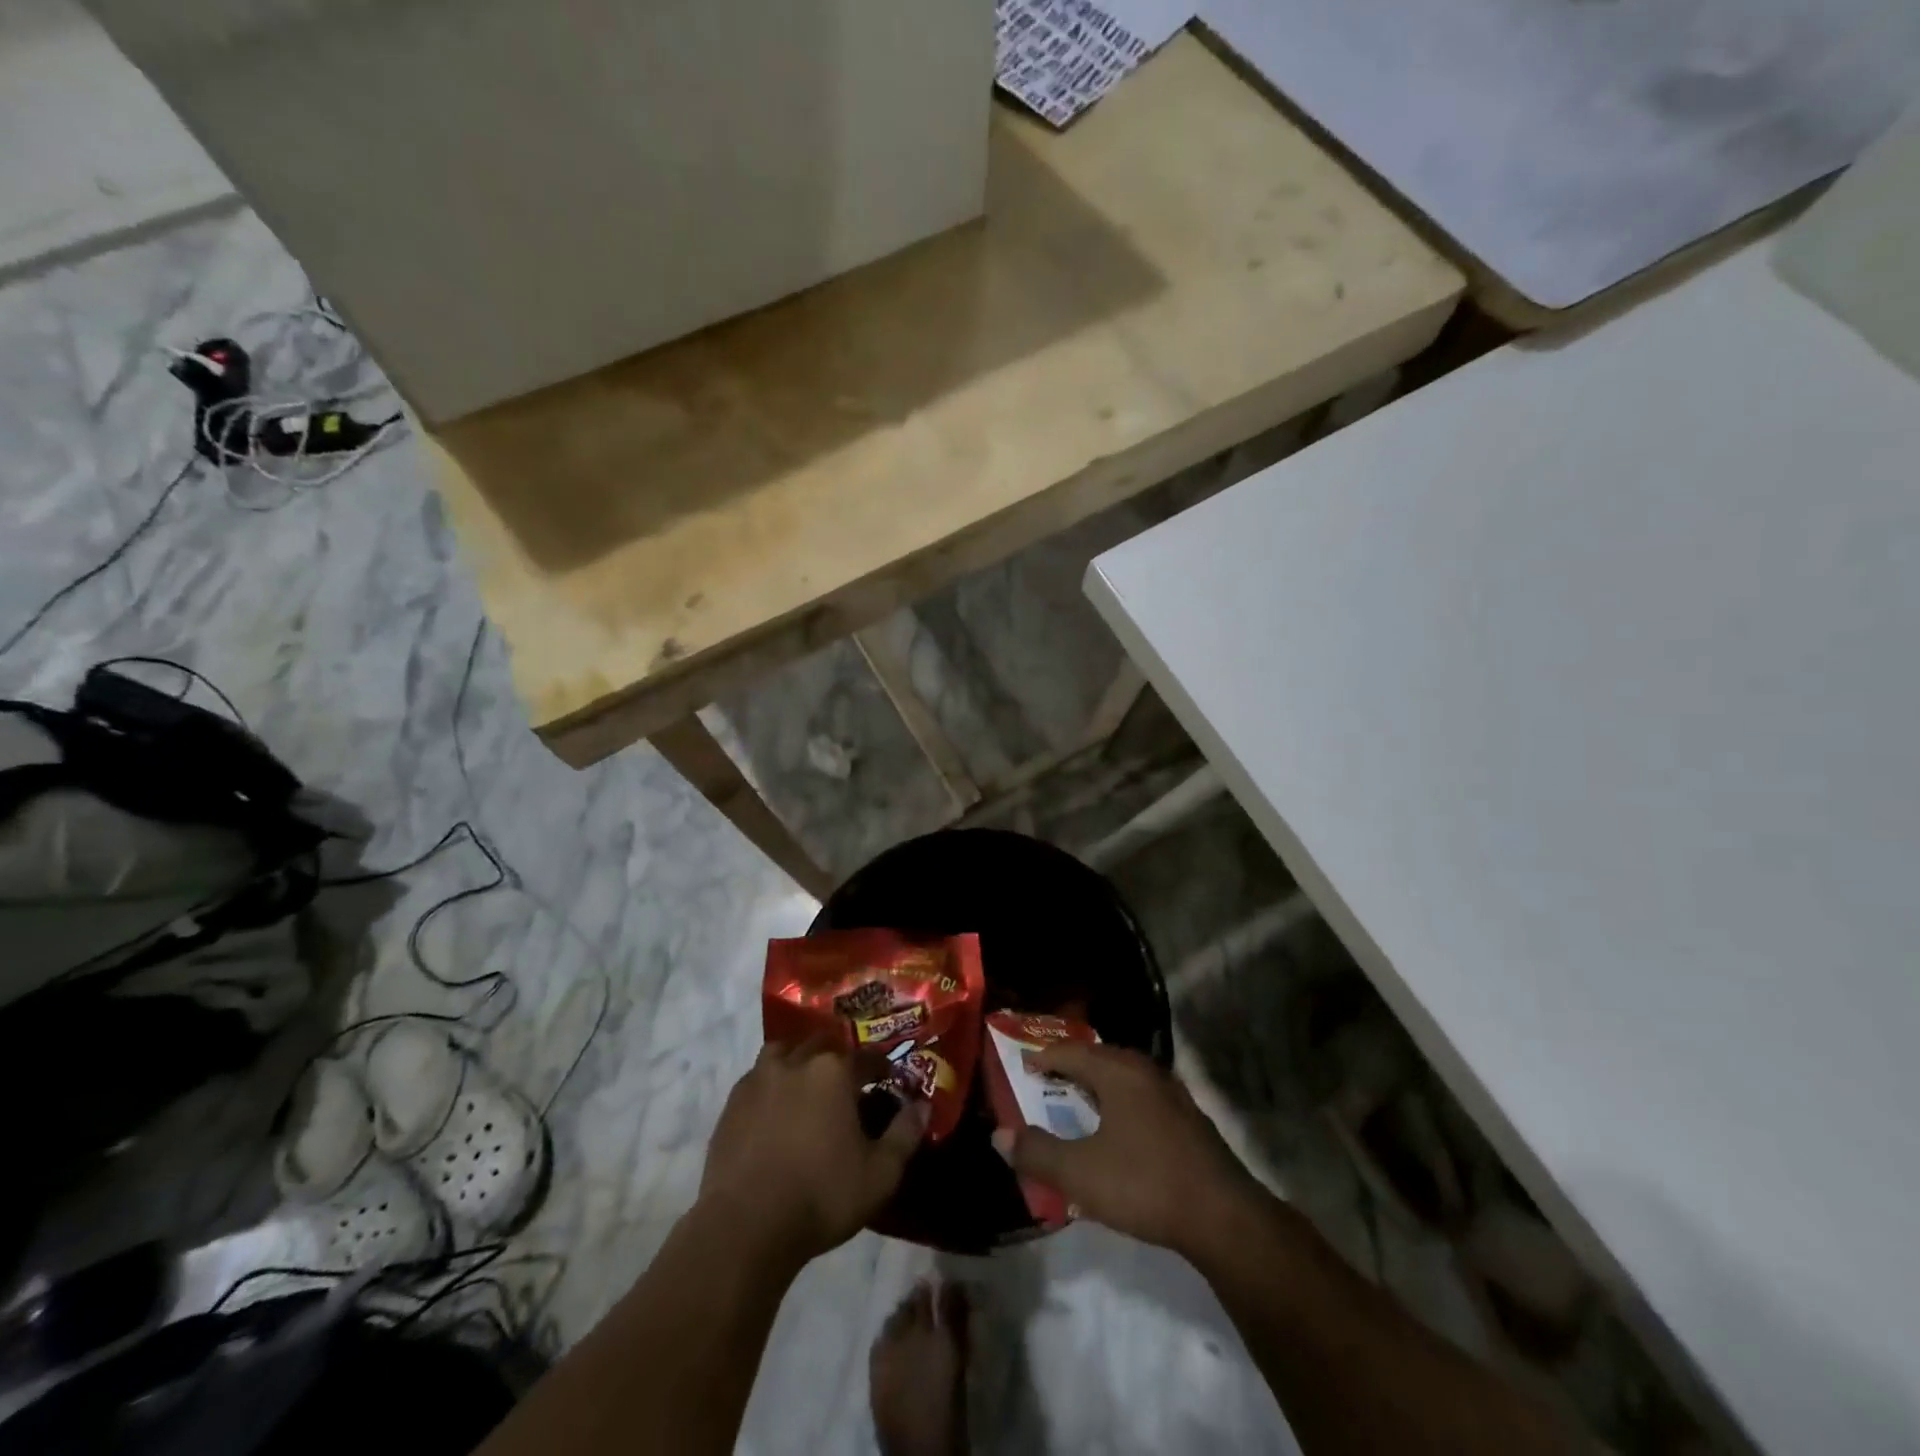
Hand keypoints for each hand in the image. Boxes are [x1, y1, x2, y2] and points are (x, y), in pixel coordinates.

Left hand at [699, 1041, 927, 1265]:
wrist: (746, 1226)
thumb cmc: (821, 1195)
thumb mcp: (880, 1174)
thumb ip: (905, 1134)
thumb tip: (922, 1106)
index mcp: (835, 1071)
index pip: (867, 1056)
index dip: (882, 1067)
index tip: (889, 1081)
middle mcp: (797, 1061)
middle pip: (824, 1044)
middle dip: (839, 1058)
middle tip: (848, 1083)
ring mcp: (759, 1078)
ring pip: (785, 1051)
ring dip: (800, 1060)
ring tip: (807, 1084)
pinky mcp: (733, 1102)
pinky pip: (758, 1077)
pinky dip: (771, 1082)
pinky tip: (775, 1108)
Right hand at [994, 1042, 1264, 1256]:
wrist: (1223, 1217)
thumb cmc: (1145, 1184)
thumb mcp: (1081, 1173)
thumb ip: (1038, 1153)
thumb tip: (1000, 1136)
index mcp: (1119, 1072)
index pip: (1072, 1052)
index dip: (1045, 1057)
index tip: (1023, 1066)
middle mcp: (1146, 1072)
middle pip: (1100, 1058)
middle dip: (1071, 1067)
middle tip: (1046, 1079)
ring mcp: (1172, 1094)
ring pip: (1124, 1077)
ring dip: (1097, 1085)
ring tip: (1077, 1101)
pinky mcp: (1188, 1120)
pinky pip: (1141, 1097)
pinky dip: (1119, 1102)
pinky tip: (1117, 1129)